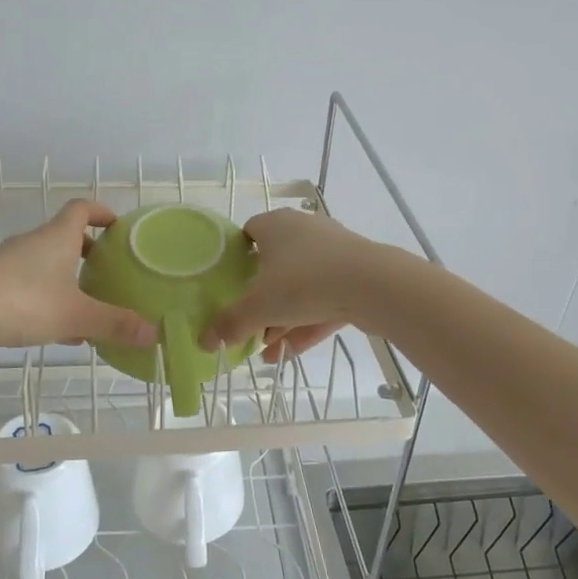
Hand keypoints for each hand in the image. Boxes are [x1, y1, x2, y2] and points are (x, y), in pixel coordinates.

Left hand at [0, 200, 157, 356]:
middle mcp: (33, 241)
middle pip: (65, 236)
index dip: (102, 212)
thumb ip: (115, 324)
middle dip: (88, 252)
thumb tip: (156, 333)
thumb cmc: (24, 303)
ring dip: (67, 278)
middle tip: (108, 273)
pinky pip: (29, 283)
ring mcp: (9, 262)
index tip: (119, 227)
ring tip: (87, 306)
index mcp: (57, 236)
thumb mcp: (76, 316)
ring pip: (47, 263)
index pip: (82, 208)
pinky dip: (47, 297)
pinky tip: (57, 330)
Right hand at [199, 208, 382, 361]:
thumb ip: (230, 323)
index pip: (249, 232)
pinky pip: (324, 300)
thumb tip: (204, 341)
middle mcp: (303, 231)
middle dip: (261, 300)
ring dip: (283, 318)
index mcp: (276, 225)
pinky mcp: (355, 275)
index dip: (237, 257)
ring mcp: (333, 252)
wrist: (373, 285)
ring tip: (268, 351)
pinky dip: (308, 323)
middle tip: (249, 326)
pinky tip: (292, 353)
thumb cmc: (304, 282)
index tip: (230, 285)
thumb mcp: (259, 306)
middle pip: (274, 266)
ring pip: (300, 287)